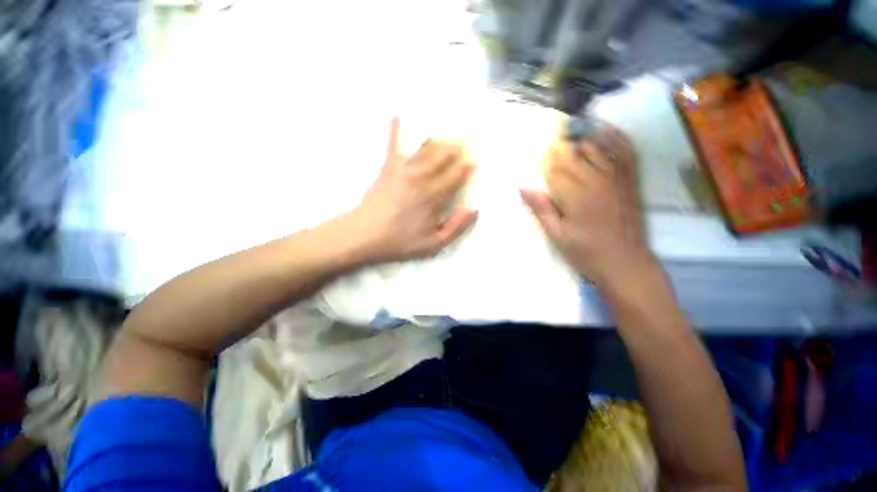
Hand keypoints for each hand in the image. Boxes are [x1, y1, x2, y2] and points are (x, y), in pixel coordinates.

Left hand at [351, 117, 477, 262]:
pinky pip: (392, 144)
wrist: (364, 236)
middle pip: (444, 155)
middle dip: (458, 148)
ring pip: (426, 147)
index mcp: (433, 196)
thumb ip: (456, 227)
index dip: (467, 166)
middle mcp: (421, 177)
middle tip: (467, 144)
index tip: (474, 160)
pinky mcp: (387, 167)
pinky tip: (397, 116)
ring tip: (449, 138)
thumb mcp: (433, 244)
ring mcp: (403, 169)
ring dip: (441, 140)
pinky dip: (396, 130)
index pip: (456, 174)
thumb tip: (473, 209)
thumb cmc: (400, 242)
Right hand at [521, 125, 655, 287]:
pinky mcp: (630, 181)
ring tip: (573, 131)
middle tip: (554, 140)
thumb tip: (523, 188)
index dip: (547, 159)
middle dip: (562, 147)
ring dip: (582, 138)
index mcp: (575, 196)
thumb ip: (542, 210)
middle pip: (575, 154)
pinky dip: (616, 137)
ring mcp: (617, 178)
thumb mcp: (557, 236)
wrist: (625, 262)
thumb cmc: (586, 252)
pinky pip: (625, 151)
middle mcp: (596, 181)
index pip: (556, 168)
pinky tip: (605, 129)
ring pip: (597, 148)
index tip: (542, 152)